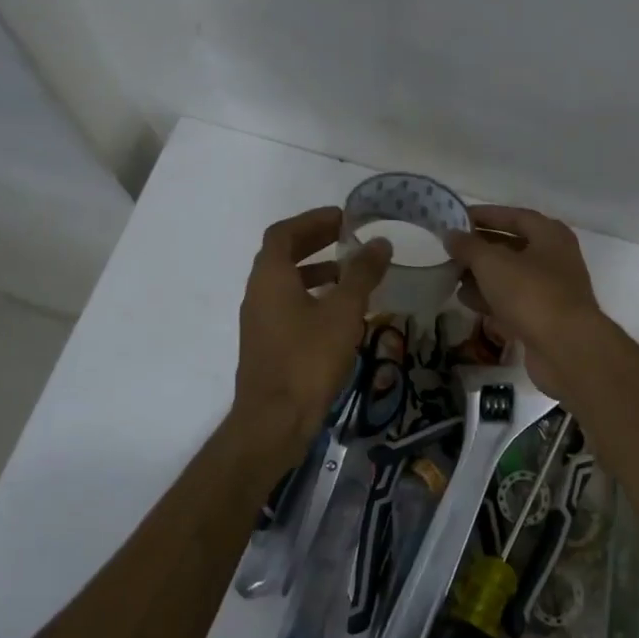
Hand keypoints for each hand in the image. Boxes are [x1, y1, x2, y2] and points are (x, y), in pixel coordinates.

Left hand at [233, 207, 391, 465]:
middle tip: (349, 238)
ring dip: (316, 271)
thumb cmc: (308, 359)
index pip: (284, 233)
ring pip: (287, 283)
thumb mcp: (343, 312)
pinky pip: (289, 306)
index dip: (312, 220)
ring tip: (351, 275)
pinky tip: (341, 314)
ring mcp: (260, 321)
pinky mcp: (268, 344)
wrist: (275, 420)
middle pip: (283, 255)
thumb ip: (362, 274)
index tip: (343, 218)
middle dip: (316, 242)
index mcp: (270, 277)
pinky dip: (313, 297)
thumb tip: (380, 243)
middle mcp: (258, 293)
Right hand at [445, 205, 606, 394]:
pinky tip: (467, 301)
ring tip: (452, 276)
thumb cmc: (531, 293)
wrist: (566, 348)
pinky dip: (491, 299)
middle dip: (481, 249)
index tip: (457, 218)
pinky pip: (513, 302)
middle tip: (451, 250)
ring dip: (482, 276)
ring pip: (511, 277)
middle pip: (513, 247)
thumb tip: (451, 234)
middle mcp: (555, 259)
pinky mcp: (543, 319)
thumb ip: (469, 246)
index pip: (515, 216)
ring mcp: (551, 291)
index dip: (486, 215)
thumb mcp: (492, 263)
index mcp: (550, 235)